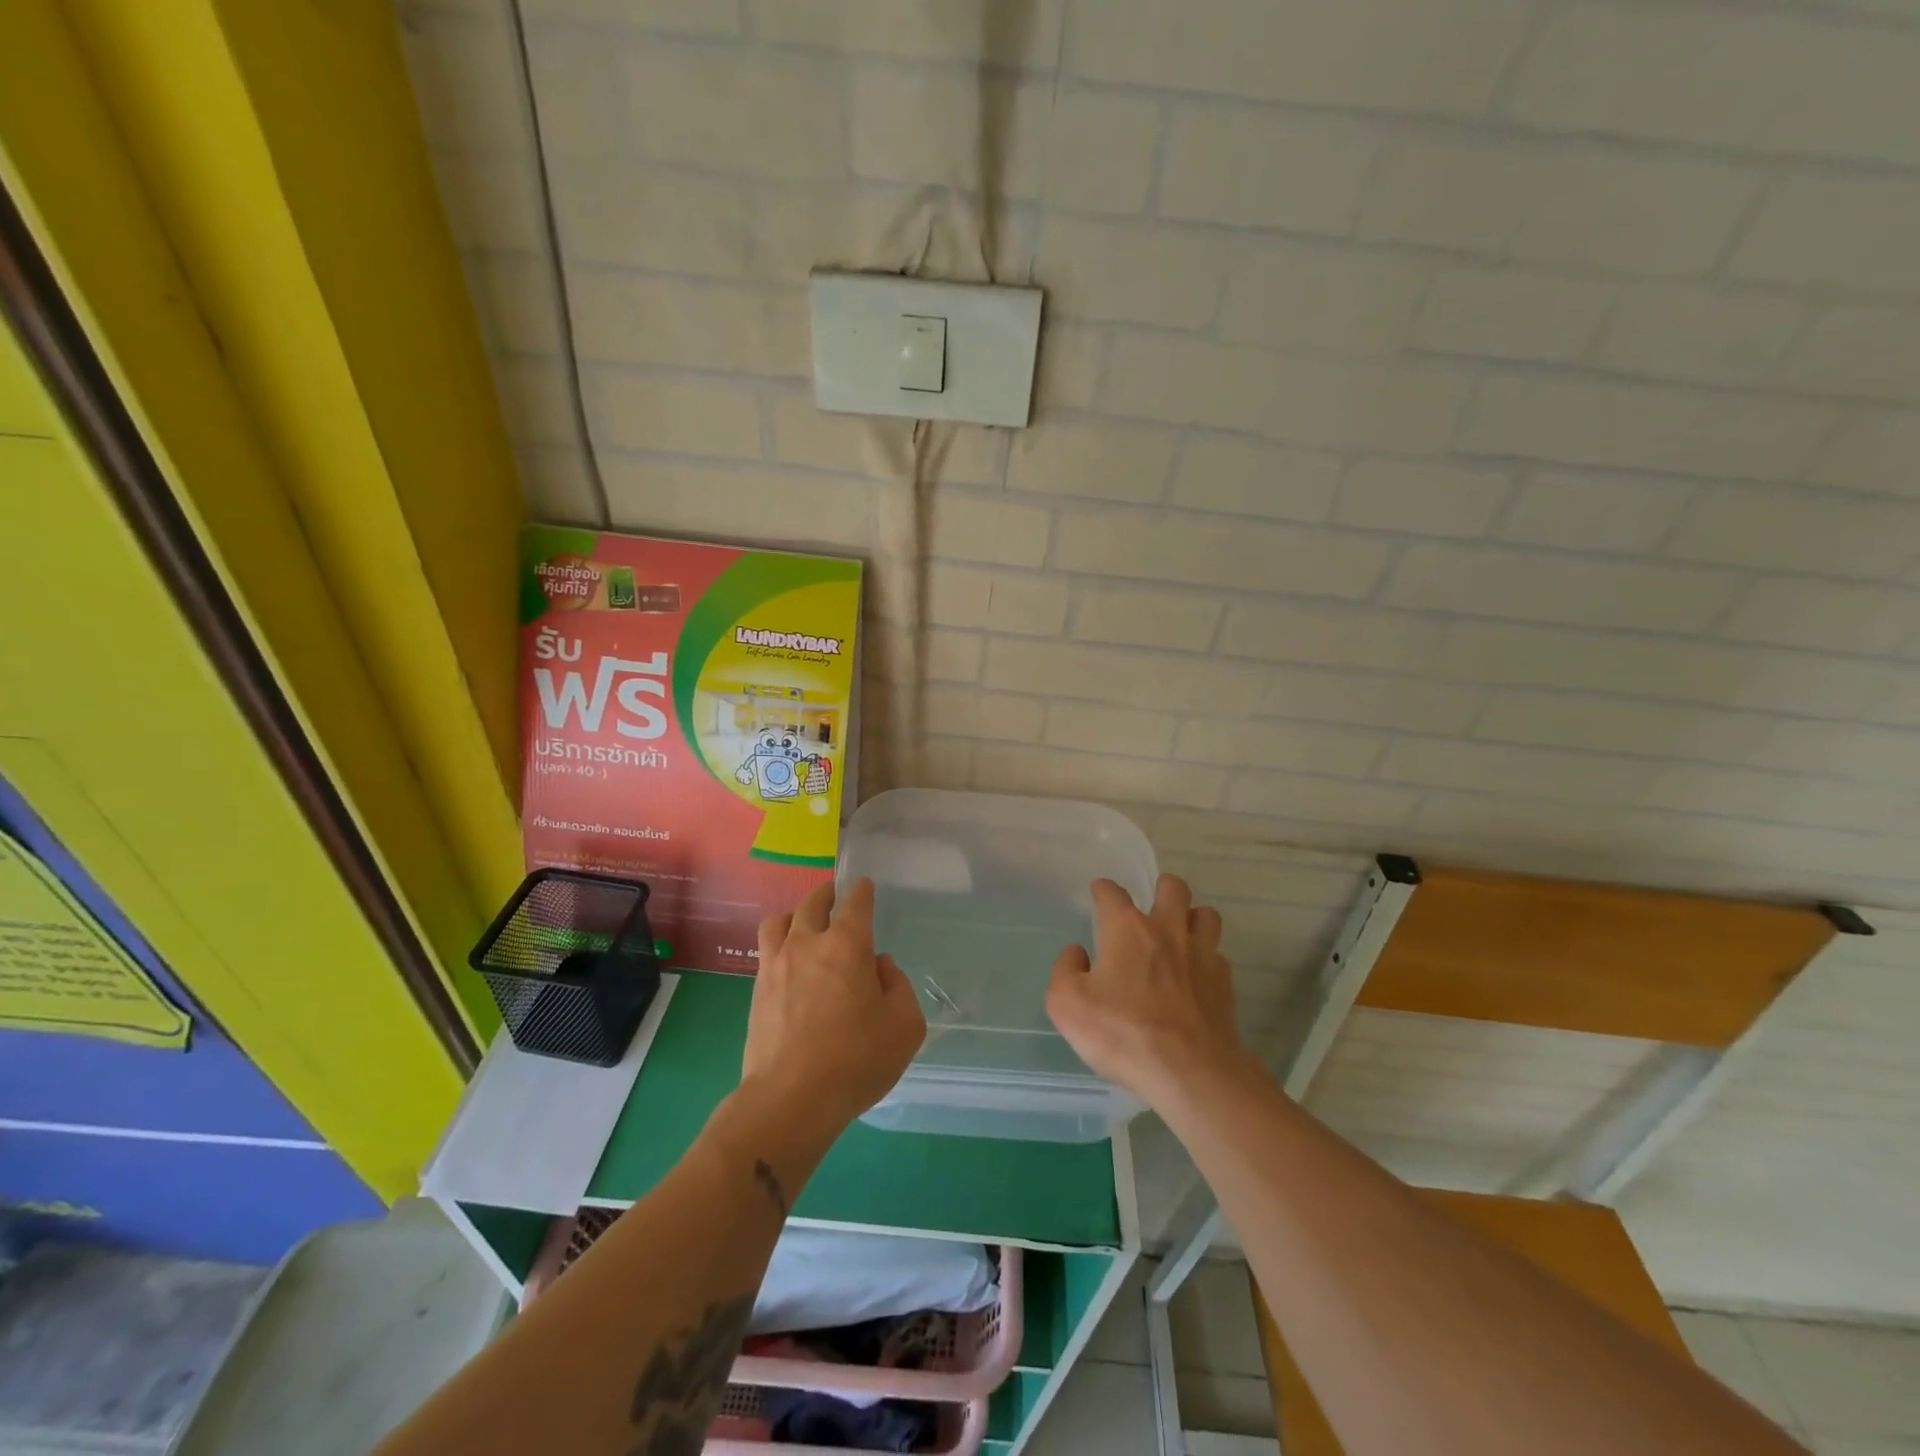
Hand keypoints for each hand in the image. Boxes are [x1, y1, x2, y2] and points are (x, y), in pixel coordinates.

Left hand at [742, 878, 926, 1134]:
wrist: (791, 1099)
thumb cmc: (856, 1060)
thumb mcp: (904, 1026)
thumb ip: (898, 987)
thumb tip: (879, 967)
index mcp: (847, 945)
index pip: (855, 903)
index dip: (862, 891)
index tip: (865, 887)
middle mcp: (808, 944)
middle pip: (813, 903)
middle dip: (827, 894)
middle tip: (836, 898)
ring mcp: (776, 965)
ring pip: (780, 921)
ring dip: (796, 915)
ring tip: (804, 924)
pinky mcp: (757, 989)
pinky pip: (767, 950)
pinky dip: (780, 944)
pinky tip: (789, 961)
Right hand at [1046, 875, 1245, 1106]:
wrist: (1189, 1071)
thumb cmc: (1122, 1032)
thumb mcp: (1067, 1004)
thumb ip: (1065, 970)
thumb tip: (1078, 953)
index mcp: (1127, 928)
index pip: (1112, 893)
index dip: (1103, 889)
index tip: (1099, 893)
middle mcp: (1167, 930)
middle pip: (1173, 887)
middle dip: (1162, 888)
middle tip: (1151, 906)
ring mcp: (1201, 954)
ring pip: (1206, 914)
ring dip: (1192, 918)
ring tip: (1180, 935)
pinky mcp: (1224, 982)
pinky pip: (1217, 954)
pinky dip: (1206, 958)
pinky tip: (1195, 976)